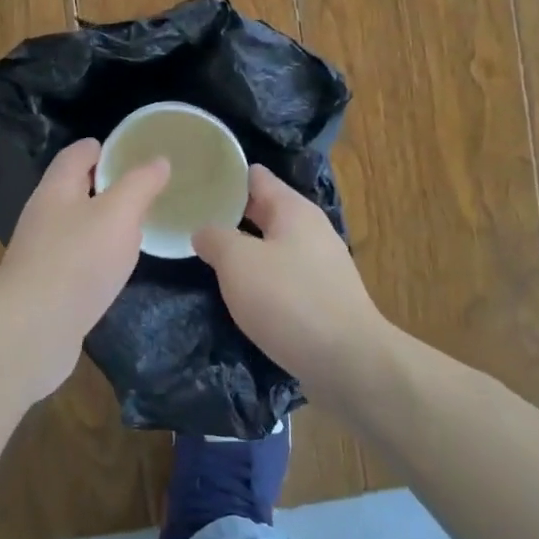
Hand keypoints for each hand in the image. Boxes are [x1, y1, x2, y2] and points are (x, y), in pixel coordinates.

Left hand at [0, 138, 170, 403]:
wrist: (31, 330)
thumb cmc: (77, 260)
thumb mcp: (119, 215)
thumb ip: (140, 184)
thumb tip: (159, 160)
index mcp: (57, 189)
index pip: (77, 154)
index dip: (103, 147)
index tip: (131, 149)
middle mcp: (44, 214)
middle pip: (74, 188)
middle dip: (105, 184)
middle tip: (143, 187)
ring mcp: (41, 251)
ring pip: (75, 224)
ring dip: (102, 221)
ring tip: (136, 224)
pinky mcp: (45, 284)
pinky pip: (75, 257)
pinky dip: (96, 253)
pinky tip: (115, 266)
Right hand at [193, 165, 388, 390]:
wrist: (348, 362)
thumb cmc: (289, 300)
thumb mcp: (238, 262)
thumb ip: (215, 238)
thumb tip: (204, 231)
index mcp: (293, 209)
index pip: (255, 176)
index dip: (224, 175)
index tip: (194, 178)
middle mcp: (311, 230)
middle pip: (264, 210)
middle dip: (230, 213)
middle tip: (190, 217)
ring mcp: (320, 265)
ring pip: (273, 245)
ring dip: (244, 248)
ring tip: (208, 254)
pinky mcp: (323, 298)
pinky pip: (283, 275)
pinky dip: (260, 277)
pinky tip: (240, 291)